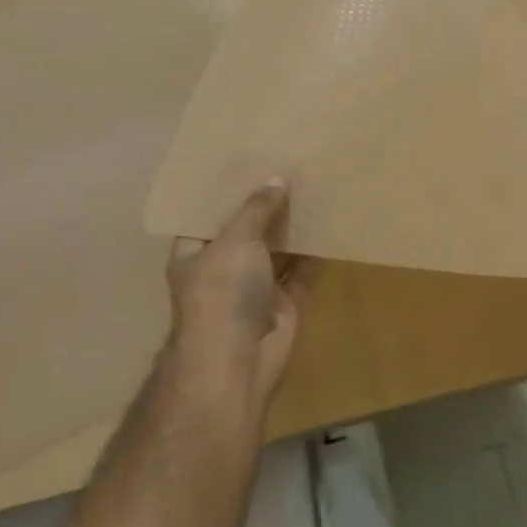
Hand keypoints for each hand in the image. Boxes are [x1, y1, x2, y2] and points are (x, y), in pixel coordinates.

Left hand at [165, 182, 312, 413]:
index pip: (208, 214)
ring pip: (277, 250)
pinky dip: (315, 253)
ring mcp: (254, 288)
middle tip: (290, 166)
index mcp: (195, 252)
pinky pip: (302, 272)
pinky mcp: (284, 305)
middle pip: (247, 230)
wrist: (235, 366)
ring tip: (314, 187)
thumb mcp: (235, 240)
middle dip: (266, 205)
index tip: (249, 160)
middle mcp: (223, 268)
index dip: (228, 190)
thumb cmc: (221, 293)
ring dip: (293, 227)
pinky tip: (331, 223)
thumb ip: (256, 209)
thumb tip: (276, 180)